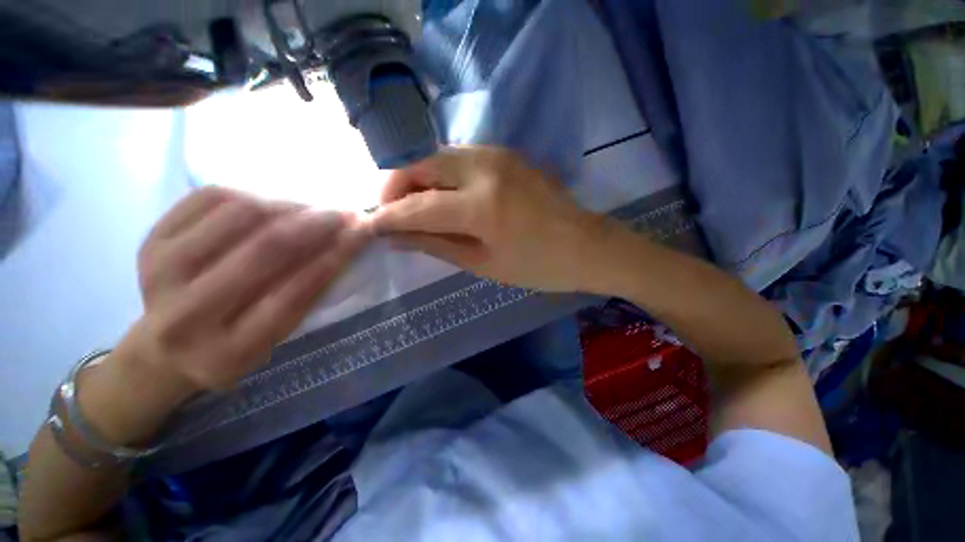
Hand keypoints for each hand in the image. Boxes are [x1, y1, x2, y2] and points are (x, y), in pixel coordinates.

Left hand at [122, 187, 370, 393]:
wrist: (167, 348)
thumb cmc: (235, 345)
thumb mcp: (277, 337)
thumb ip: (307, 295)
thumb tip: (342, 243)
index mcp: (231, 351)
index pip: (296, 292)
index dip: (335, 255)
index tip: (362, 231)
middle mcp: (188, 314)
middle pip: (265, 250)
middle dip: (315, 224)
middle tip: (344, 212)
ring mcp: (160, 272)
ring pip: (237, 214)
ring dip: (287, 206)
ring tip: (311, 209)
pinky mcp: (150, 240)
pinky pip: (208, 197)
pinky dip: (252, 193)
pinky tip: (274, 204)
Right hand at [371, 146, 608, 291]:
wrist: (587, 247)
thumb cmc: (538, 267)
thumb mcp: (484, 264)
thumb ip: (437, 245)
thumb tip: (397, 237)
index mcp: (481, 206)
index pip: (419, 206)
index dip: (389, 216)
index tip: (370, 226)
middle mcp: (485, 168)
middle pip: (422, 166)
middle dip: (396, 187)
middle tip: (390, 213)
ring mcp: (498, 155)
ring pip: (439, 156)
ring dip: (418, 178)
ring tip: (412, 205)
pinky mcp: (507, 154)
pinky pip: (460, 157)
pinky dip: (441, 173)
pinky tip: (442, 193)